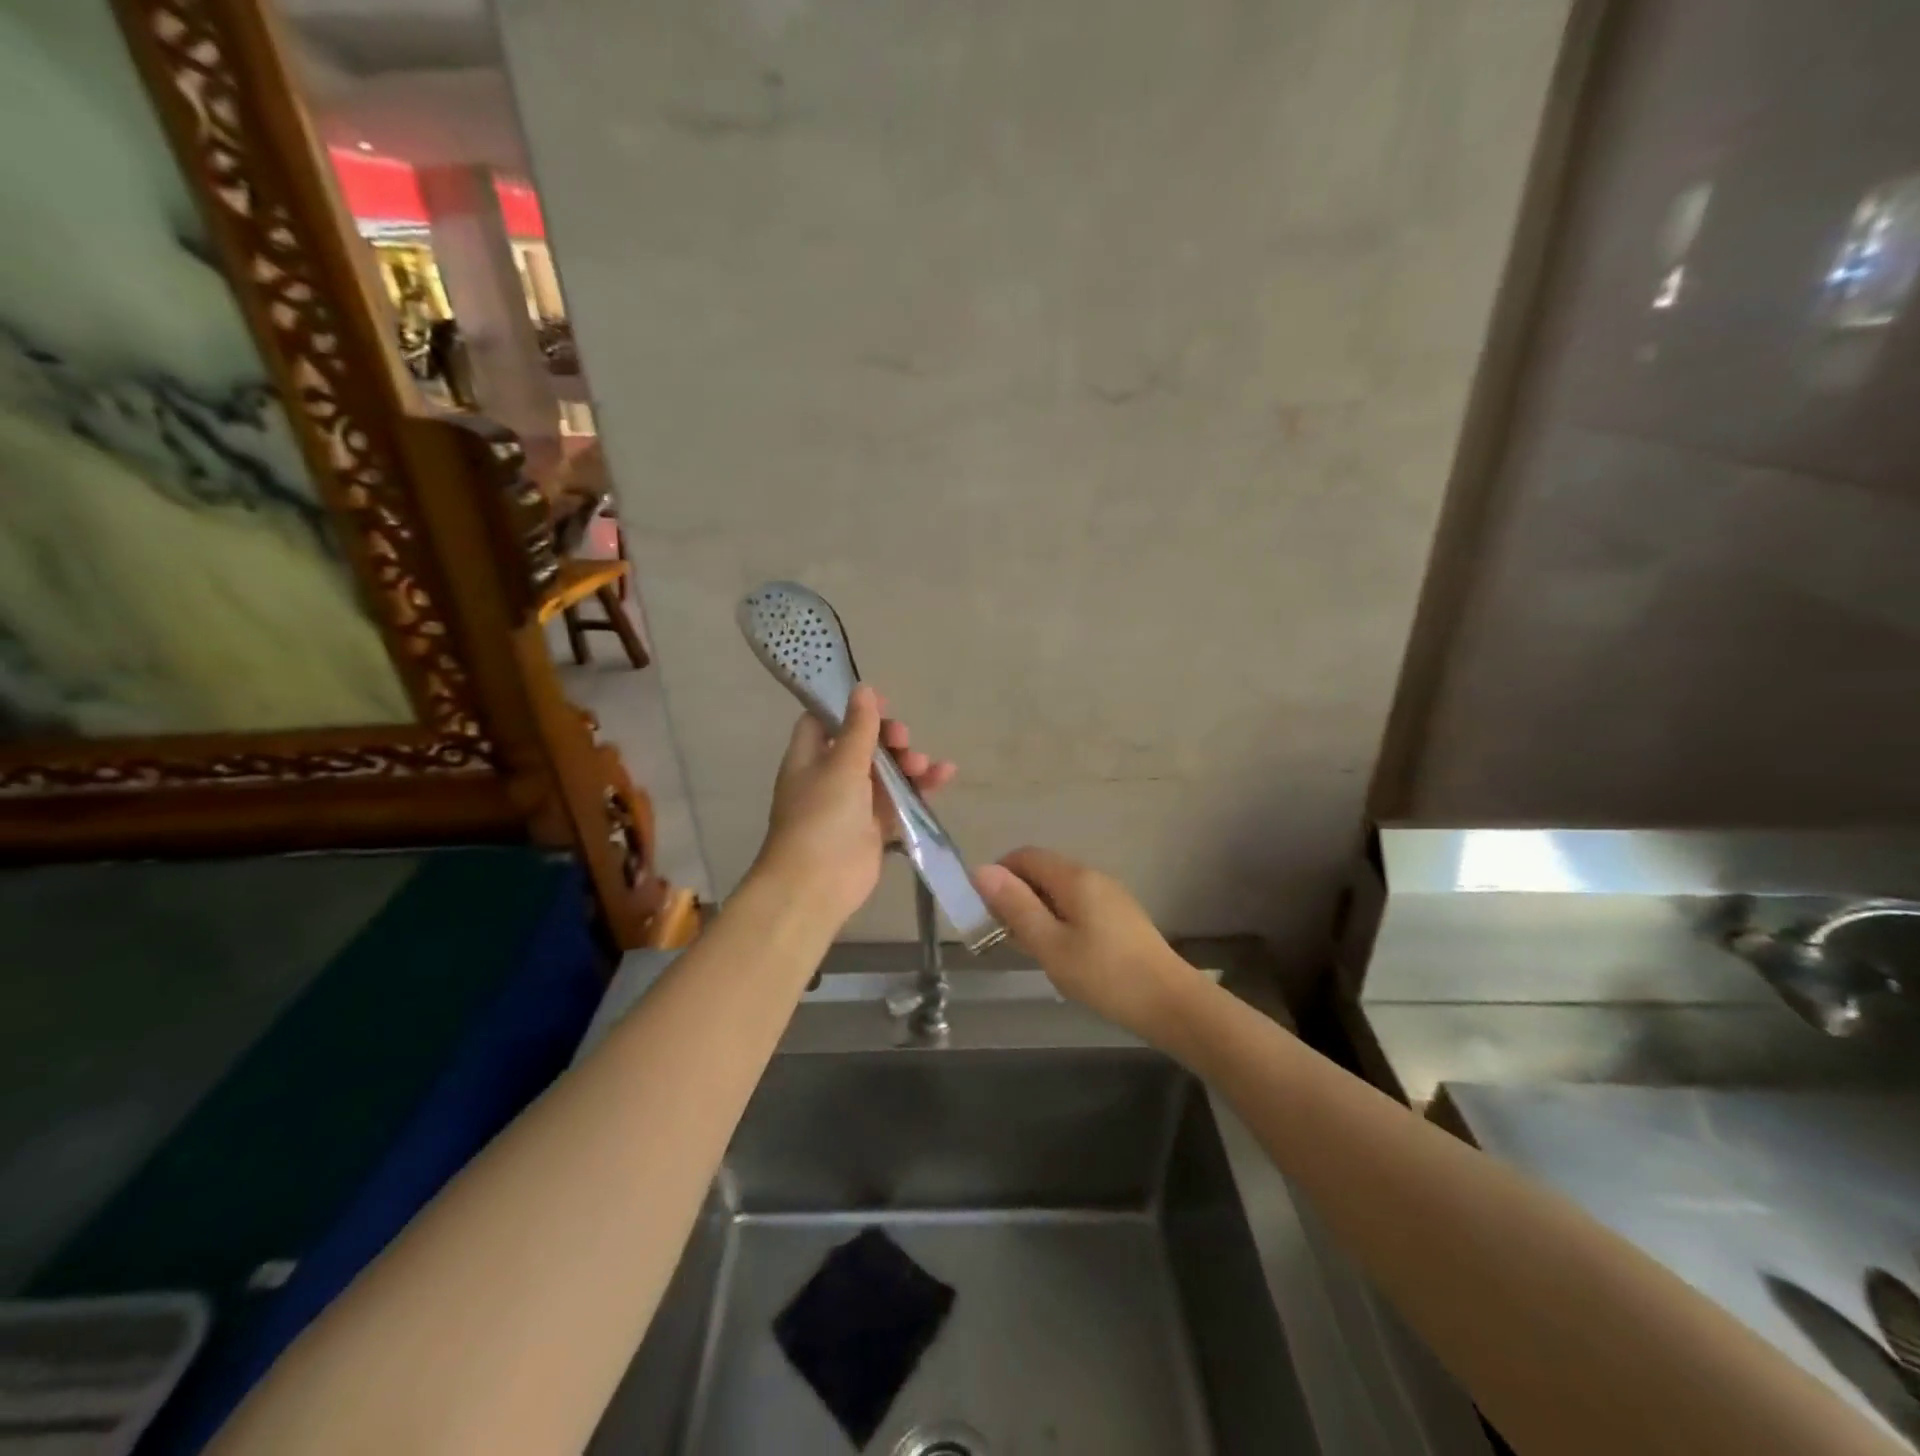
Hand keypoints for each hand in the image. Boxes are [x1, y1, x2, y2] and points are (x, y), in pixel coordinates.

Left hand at [752, 685, 956, 928]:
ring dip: (908, 763)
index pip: (824, 720)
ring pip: (886, 771)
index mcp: (809, 757)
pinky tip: (944, 776)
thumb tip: (863, 689)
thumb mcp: (841, 765)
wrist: (817, 884)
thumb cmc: (822, 816)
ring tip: (923, 766)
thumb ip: (858, 728)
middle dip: (889, 738)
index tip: (881, 703)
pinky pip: (900, 799)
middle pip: (863, 744)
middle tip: (904, 740)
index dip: (851, 708)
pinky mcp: (875, 826)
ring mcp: (853, 803)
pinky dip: (920, 788)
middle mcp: (829, 776)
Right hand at [972, 847, 1203, 1041]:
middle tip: (1003, 934)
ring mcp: (1111, 896)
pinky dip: (1059, 920)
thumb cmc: (1105, 975)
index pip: (1025, 856)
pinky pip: (1078, 906)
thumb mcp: (1050, 945)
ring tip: (1029, 947)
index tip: (984, 908)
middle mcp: (1093, 877)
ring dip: (1037, 910)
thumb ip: (1015, 907)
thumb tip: (981, 870)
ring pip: (1060, 891)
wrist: (1171, 1003)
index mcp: (1074, 877)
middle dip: (1016, 894)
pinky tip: (1061, 954)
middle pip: (1043, 870)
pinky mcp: (1121, 917)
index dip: (999, 874)